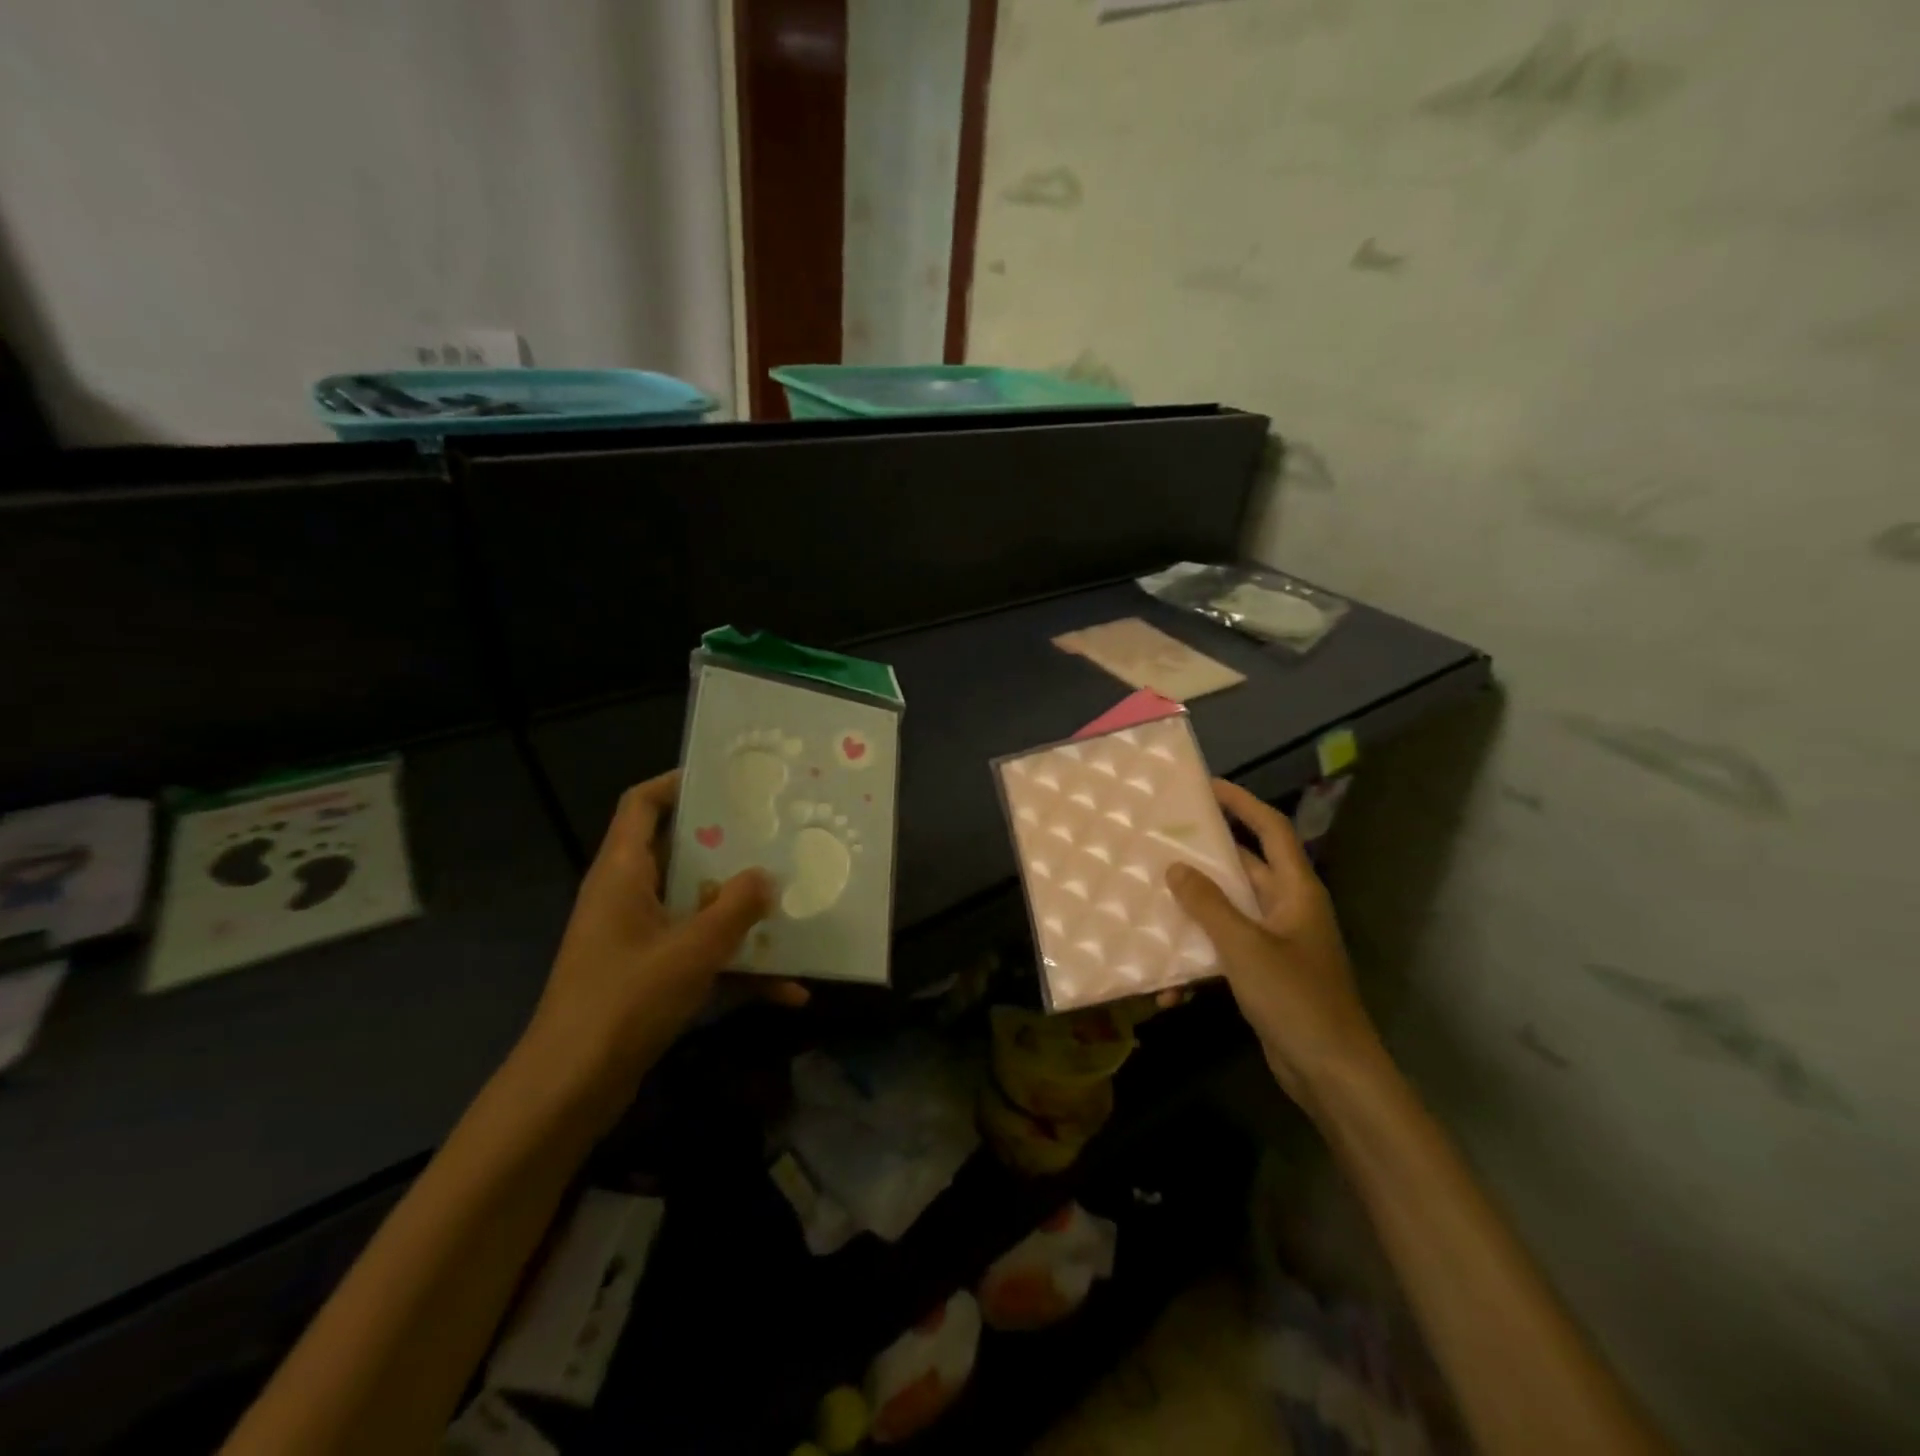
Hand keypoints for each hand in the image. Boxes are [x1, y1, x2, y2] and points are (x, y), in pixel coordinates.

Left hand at [524, 772, 797, 1125]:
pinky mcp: (649, 977)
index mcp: (623, 873)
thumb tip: (766, 875)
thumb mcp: (691, 950)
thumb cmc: (624, 1002)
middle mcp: (627, 896)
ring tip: (792, 903)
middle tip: (777, 835)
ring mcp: (638, 938)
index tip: (728, 779)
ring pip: (696, 906)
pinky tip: (789, 989)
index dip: (678, 782)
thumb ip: (735, 908)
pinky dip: (738, 967)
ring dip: (741, 911)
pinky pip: (701, 956)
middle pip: (679, 852)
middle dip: (730, 846)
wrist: (569, 1091)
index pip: (642, 804)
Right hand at [1165, 779, 1384, 1106]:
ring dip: (1194, 915)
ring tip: (1152, 905)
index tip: (1208, 786)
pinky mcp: (1265, 974)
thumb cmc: (1296, 999)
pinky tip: (1170, 989)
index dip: (1243, 804)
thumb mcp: (1245, 947)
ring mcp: (1278, 943)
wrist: (1332, 1074)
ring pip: (1229, 913)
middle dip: (1205, 858)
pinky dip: (1199, 963)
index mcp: (1296, 891)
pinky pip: (1225, 952)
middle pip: (1245, 869)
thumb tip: (1176, 868)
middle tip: (1163, 843)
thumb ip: (1208, 904)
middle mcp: (1288, 909)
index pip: (1272, 830)